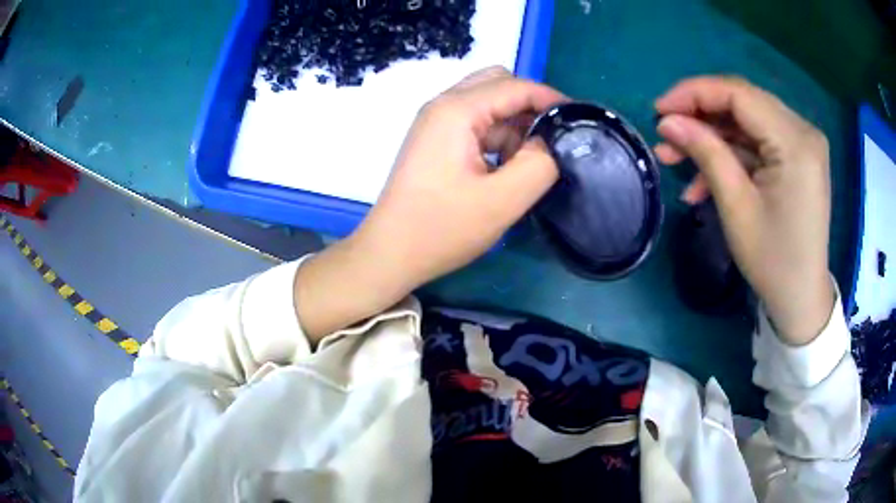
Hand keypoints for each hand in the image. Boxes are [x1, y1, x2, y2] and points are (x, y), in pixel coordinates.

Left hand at [295, 67, 565, 340]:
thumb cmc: (441, 229)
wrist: (390, 252)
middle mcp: (443, 105)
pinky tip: (504, 167)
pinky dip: (497, 136)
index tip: (579, 121)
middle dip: (530, 106)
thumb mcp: (502, 201)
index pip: (515, 85)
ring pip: (488, 103)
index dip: (551, 98)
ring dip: (514, 124)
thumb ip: (539, 165)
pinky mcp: (436, 140)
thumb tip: (552, 143)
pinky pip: (476, 123)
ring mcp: (436, 122)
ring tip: (527, 163)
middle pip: (498, 83)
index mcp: (456, 110)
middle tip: (550, 140)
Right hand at [654, 76, 833, 344]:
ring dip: (712, 138)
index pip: (739, 94)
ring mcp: (802, 143)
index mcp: (795, 142)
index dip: (694, 94)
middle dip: (700, 116)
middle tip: (666, 134)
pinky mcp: (797, 156)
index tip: (659, 110)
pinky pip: (758, 142)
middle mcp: (803, 131)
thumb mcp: (737, 207)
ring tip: (676, 160)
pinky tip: (705, 180)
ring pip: (747, 122)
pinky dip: (731, 155)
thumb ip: (706, 153)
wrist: (801, 299)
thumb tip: (667, 121)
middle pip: (743, 103)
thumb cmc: (773, 261)